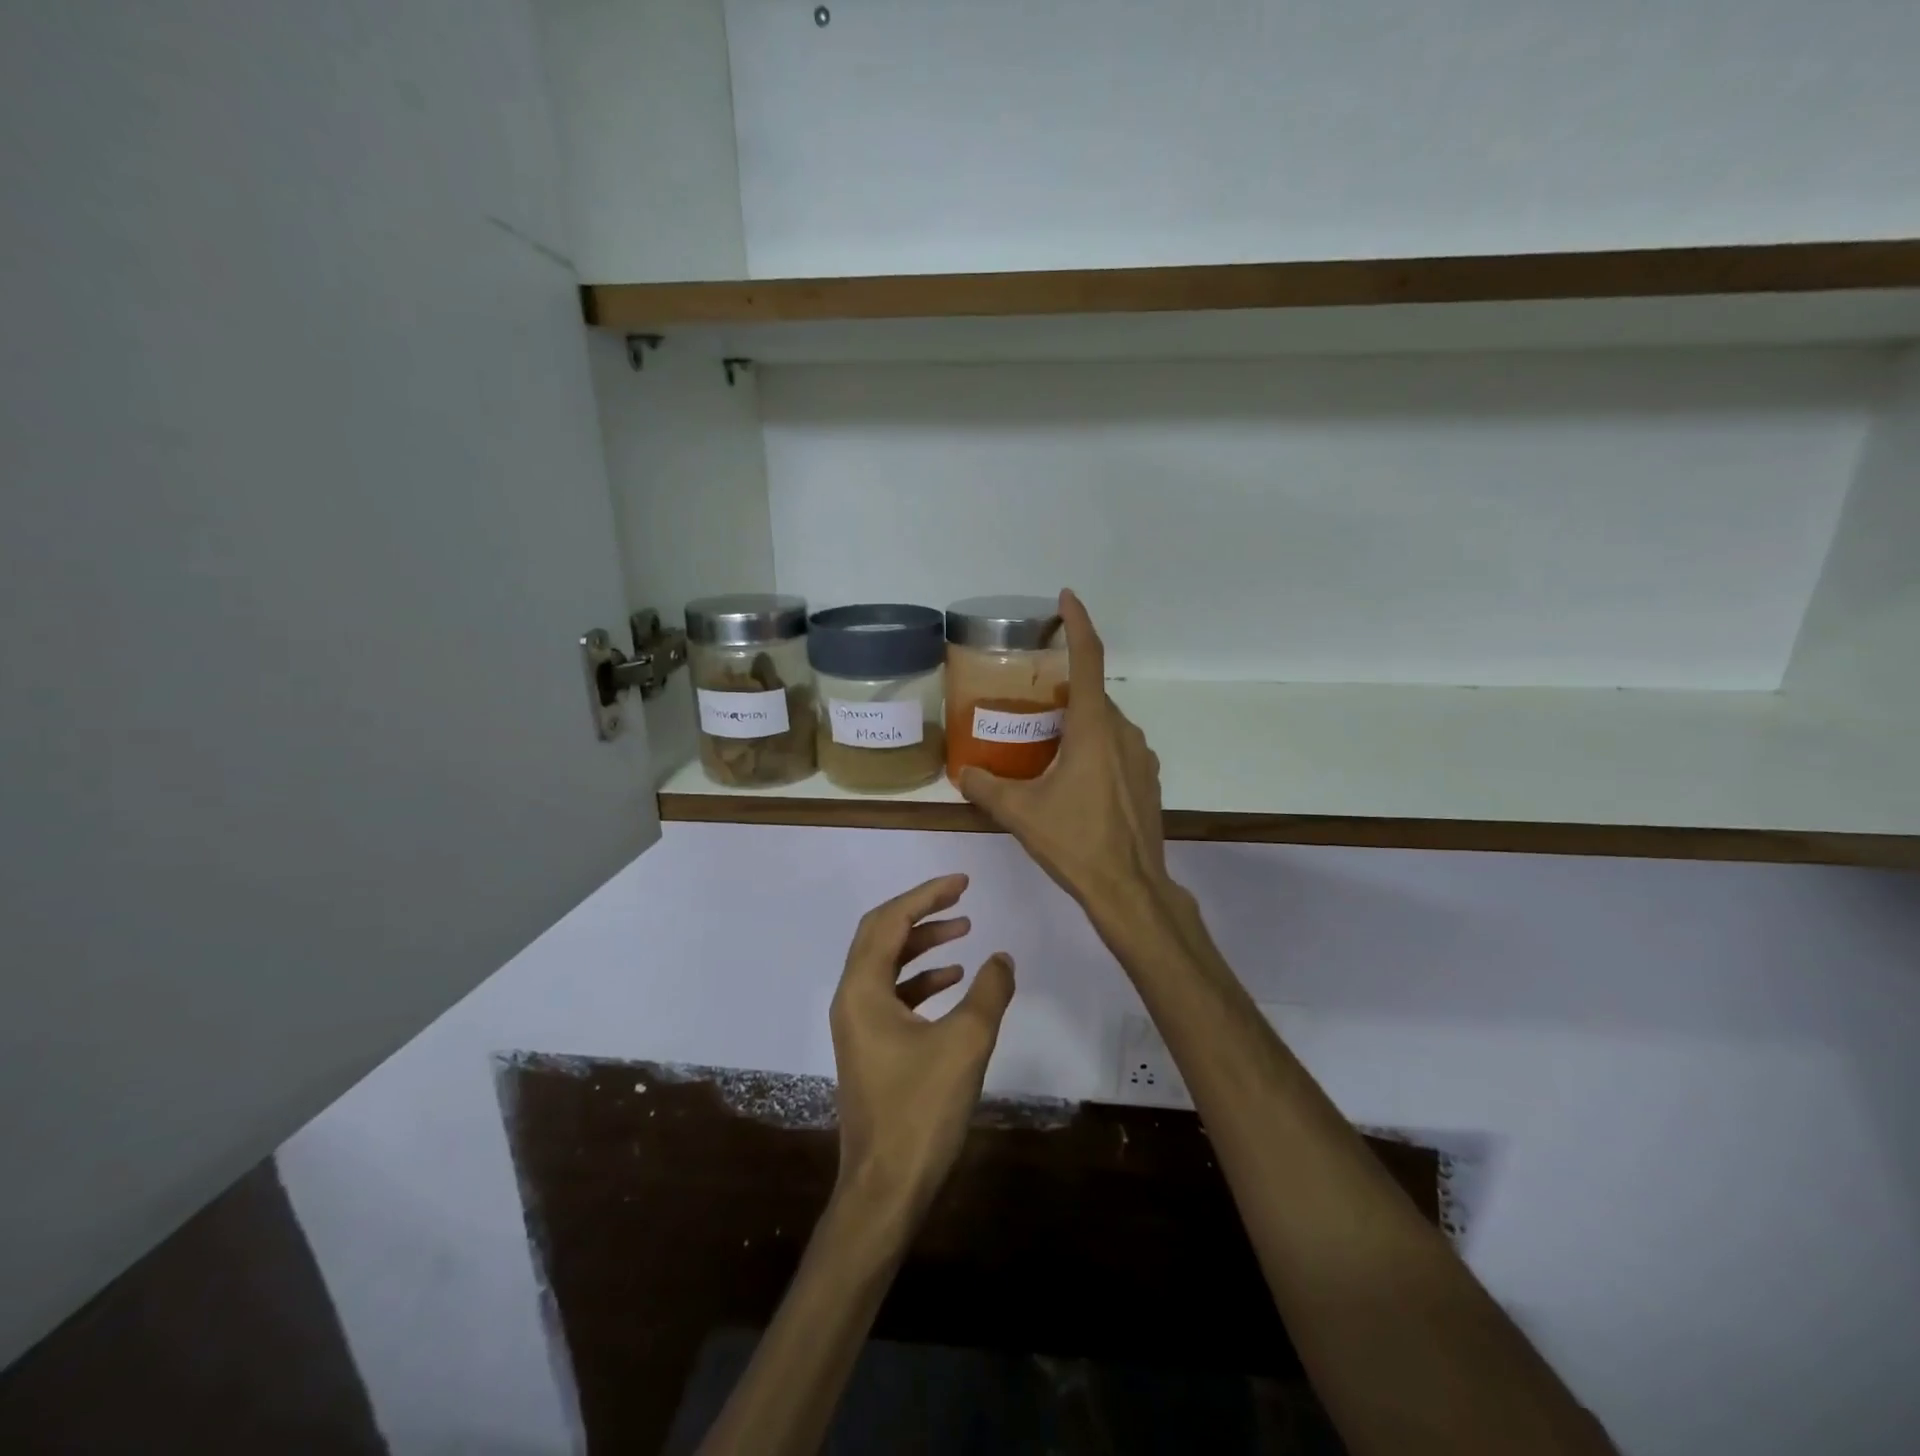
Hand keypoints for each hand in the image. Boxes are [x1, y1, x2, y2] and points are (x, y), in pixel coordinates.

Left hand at [829, 873, 1014, 1214]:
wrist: (885, 1188)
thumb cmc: (920, 1111)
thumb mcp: (965, 1043)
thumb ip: (989, 992)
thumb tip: (1002, 957)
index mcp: (863, 990)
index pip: (890, 921)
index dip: (926, 896)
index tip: (962, 883)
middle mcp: (852, 999)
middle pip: (881, 935)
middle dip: (921, 913)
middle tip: (961, 900)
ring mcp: (858, 1025)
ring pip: (887, 965)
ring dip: (922, 945)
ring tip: (964, 934)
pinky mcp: (870, 1048)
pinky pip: (893, 995)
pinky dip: (921, 980)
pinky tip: (954, 982)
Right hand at [958, 591, 1175, 931]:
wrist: (1129, 889)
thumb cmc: (1075, 843)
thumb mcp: (1020, 813)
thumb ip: (987, 787)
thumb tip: (964, 775)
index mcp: (1095, 728)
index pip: (1089, 659)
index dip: (1078, 623)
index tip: (1067, 598)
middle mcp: (1124, 733)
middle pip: (1093, 695)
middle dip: (1065, 689)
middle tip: (1032, 703)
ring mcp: (1142, 757)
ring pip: (1106, 723)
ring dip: (1080, 723)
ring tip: (1047, 744)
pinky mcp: (1147, 780)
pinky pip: (1118, 747)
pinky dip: (1095, 747)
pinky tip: (1073, 778)